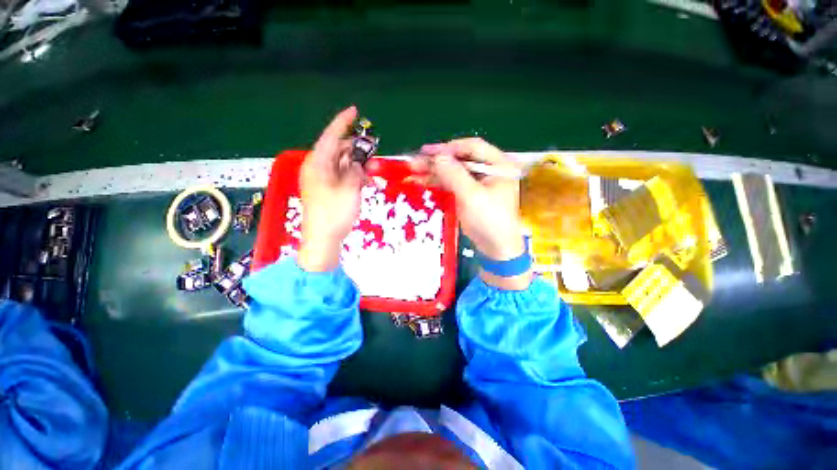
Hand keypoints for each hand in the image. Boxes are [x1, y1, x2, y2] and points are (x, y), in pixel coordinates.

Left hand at [298, 106, 364, 271]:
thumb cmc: (334, 213)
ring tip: (374, 174)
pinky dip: (355, 178)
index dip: (342, 123)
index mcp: (317, 164)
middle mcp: (317, 168)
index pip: (330, 137)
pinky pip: (343, 177)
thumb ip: (355, 171)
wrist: (323, 239)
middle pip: (339, 151)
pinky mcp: (327, 190)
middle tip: (374, 156)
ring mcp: (322, 180)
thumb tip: (358, 164)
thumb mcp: (349, 189)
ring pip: (343, 165)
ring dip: (359, 167)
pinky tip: (367, 184)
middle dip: (358, 152)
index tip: (354, 111)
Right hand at [411, 138, 531, 289]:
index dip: (449, 148)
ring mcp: (478, 183)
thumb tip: (437, 157)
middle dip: (438, 161)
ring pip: (454, 171)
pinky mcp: (469, 194)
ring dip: (435, 172)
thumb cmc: (490, 221)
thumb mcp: (472, 196)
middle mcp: (489, 170)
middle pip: (460, 159)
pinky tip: (423, 181)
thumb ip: (454, 175)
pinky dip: (438, 182)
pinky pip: (453, 183)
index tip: (428, 152)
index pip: (472, 147)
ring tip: (414, 171)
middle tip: (416, 162)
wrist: (496, 248)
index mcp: (498, 165)